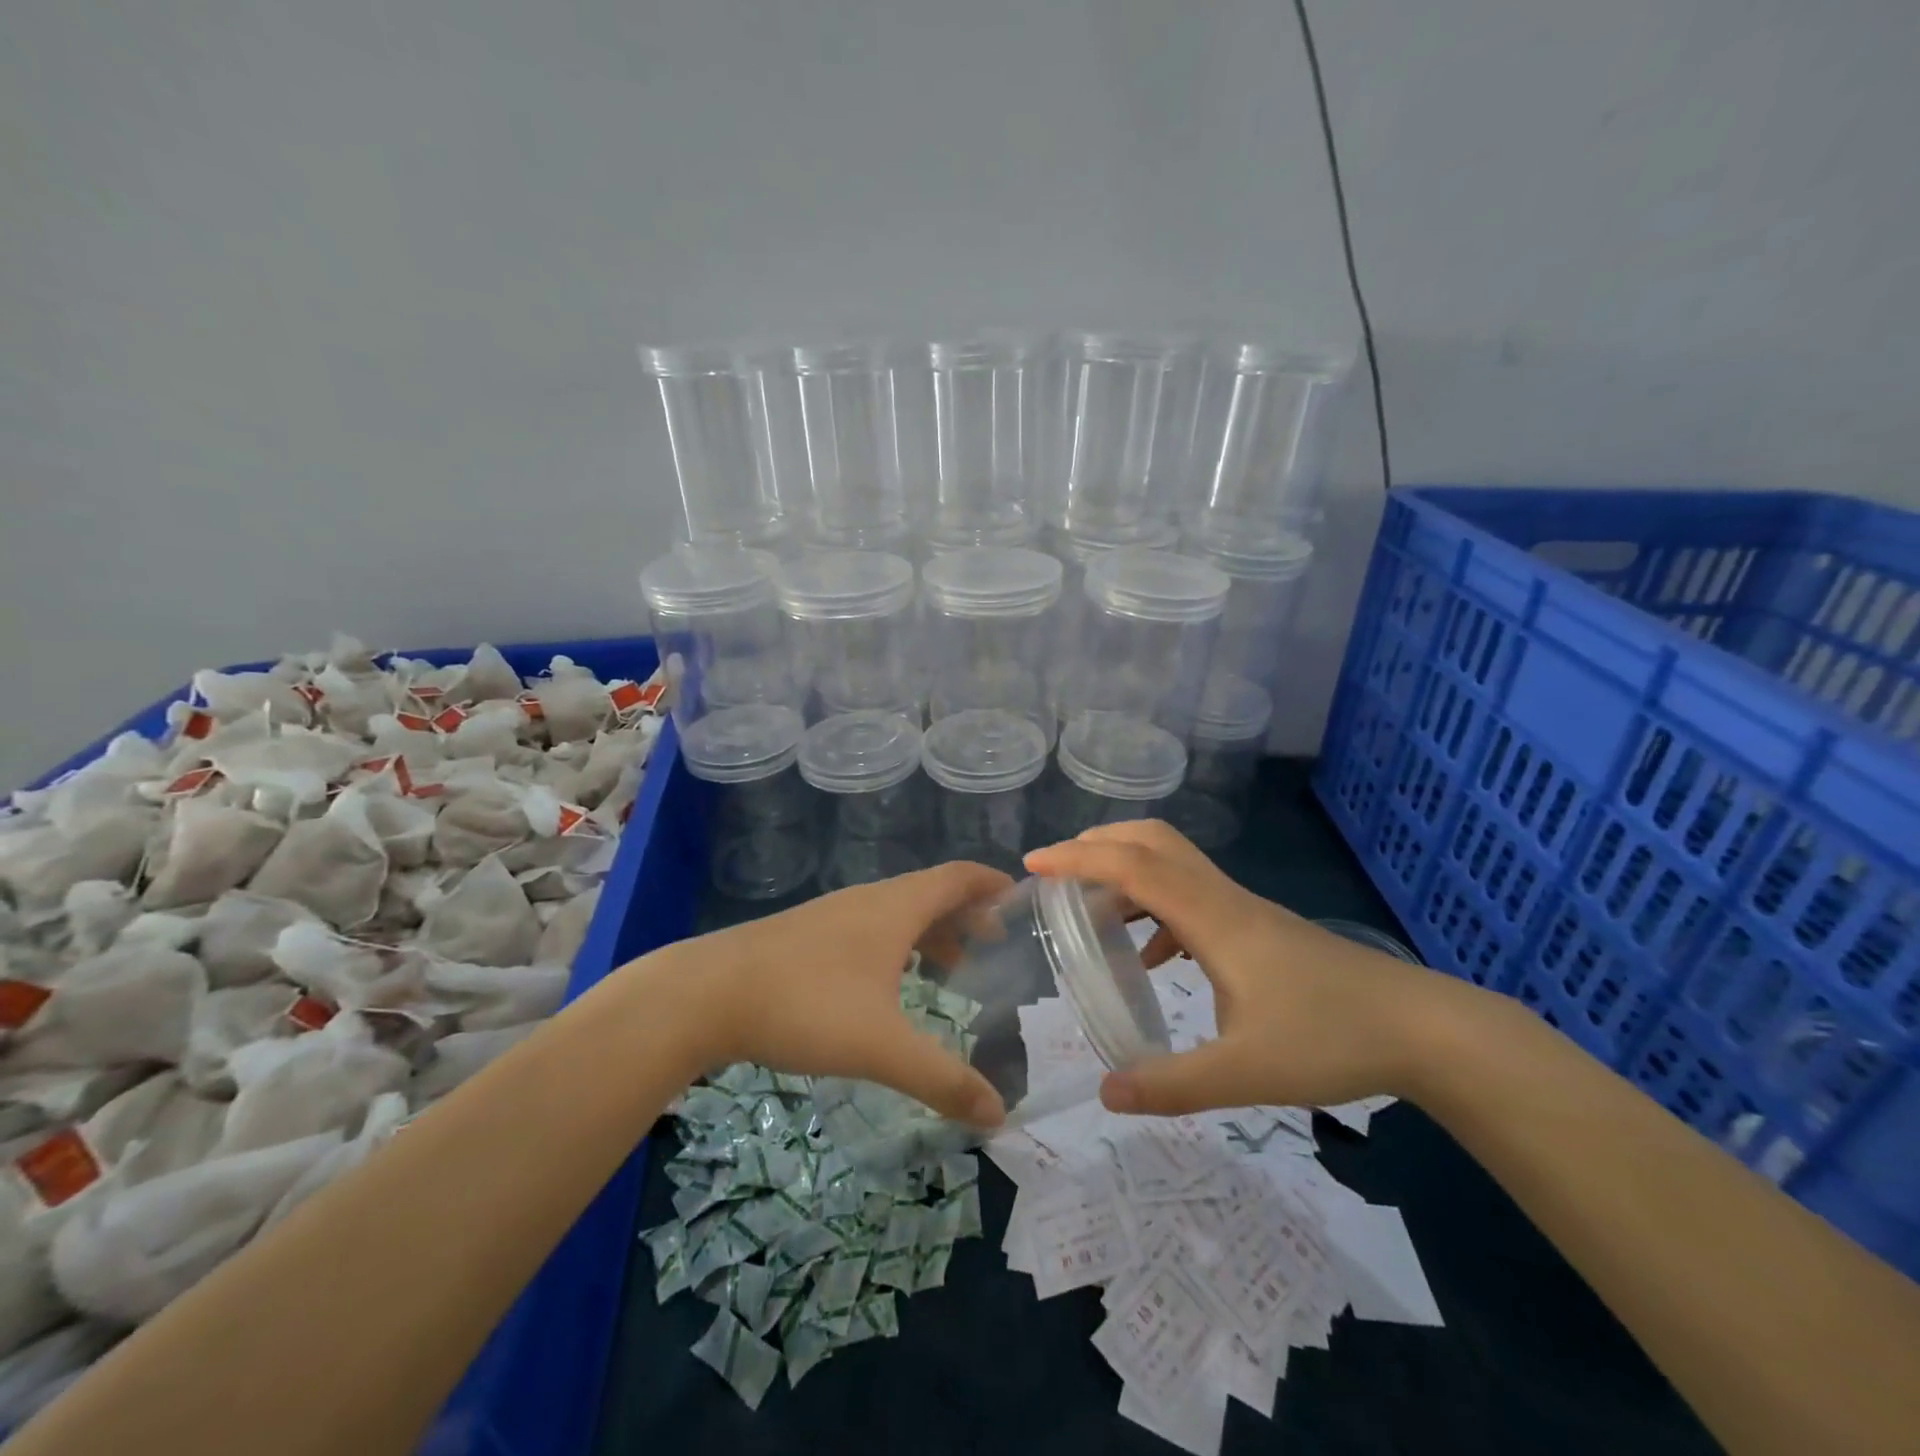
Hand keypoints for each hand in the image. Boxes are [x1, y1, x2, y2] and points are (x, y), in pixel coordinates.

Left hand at [668, 862, 1013, 1127]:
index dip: (992, 882)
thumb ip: (943, 1080)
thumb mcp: (881, 1047)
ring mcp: (834, 914)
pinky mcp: (807, 934)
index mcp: (895, 907)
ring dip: (929, 930)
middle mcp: (868, 900)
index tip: (1021, 898)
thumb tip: (999, 1115)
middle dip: (966, 913)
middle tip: (993, 945)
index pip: (957, 876)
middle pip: (931, 892)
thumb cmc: (805, 1005)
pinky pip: (870, 927)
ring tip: (950, 967)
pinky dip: (896, 943)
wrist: (706, 994)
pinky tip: (889, 983)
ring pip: (897, 911)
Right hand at [1025, 821, 1451, 1115]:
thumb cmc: (1331, 1038)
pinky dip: (1155, 909)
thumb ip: (1172, 1085)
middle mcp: (1221, 898)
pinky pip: (1190, 896)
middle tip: (1057, 874)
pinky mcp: (1255, 927)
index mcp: (1211, 917)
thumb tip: (1105, 1093)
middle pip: (1152, 840)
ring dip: (1125, 874)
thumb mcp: (1245, 1072)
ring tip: (1091, 913)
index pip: (1133, 866)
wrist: (1420, 1027)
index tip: (1033, 865)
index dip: (1078, 859)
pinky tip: (1151, 958)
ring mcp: (1241, 909)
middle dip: (1098, 844)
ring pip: (1172, 863)